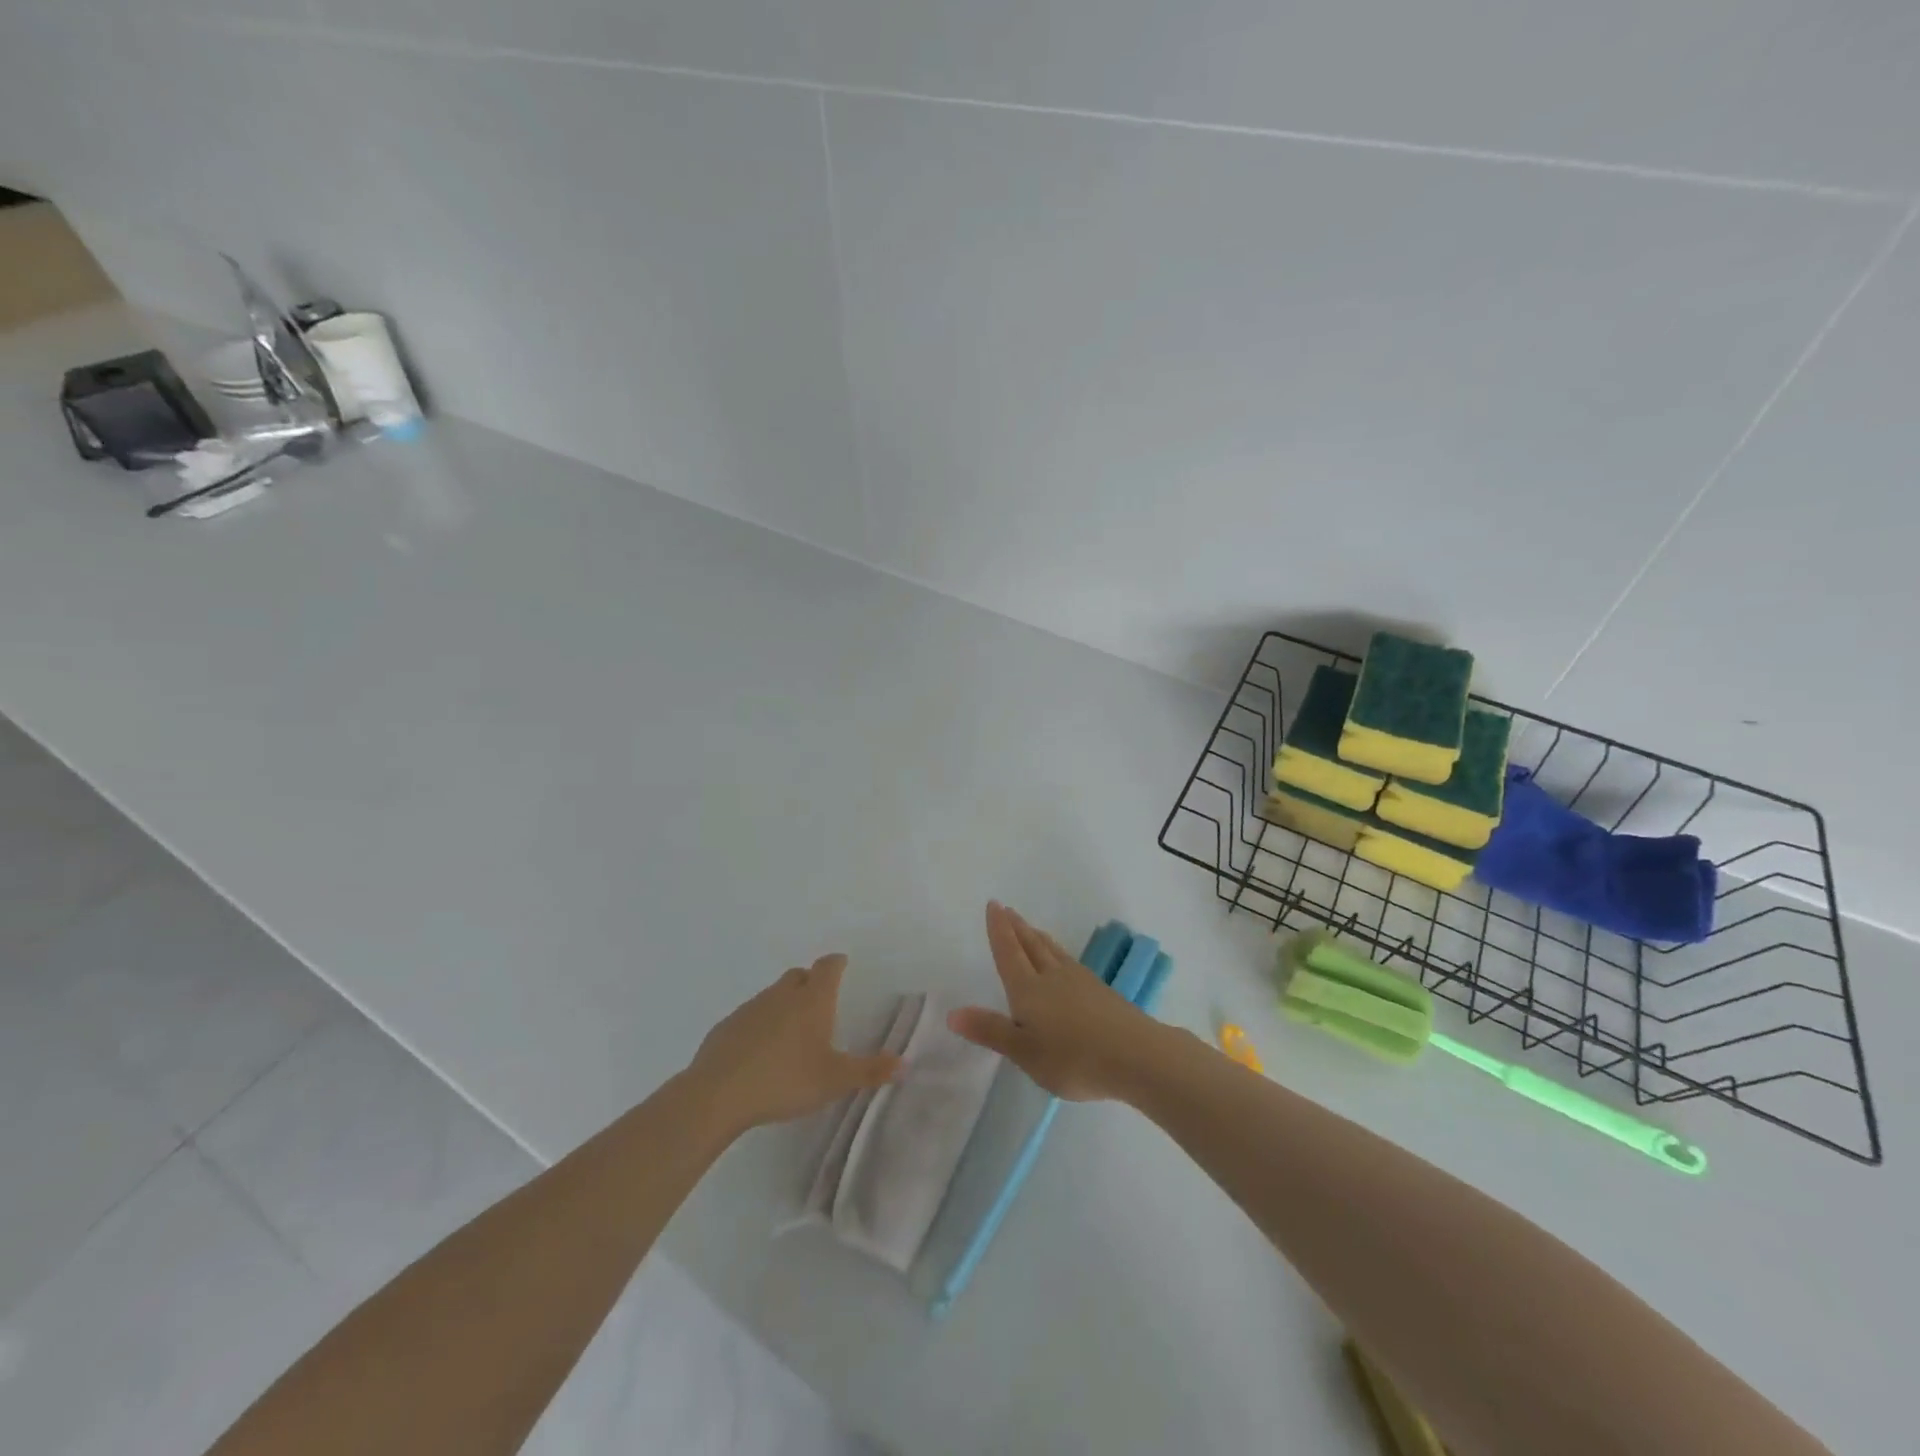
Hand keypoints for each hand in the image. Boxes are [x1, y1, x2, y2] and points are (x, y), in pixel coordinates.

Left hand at [687, 955, 901, 1133]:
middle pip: (799, 976)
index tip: (842, 964)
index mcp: (812, 1000)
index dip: (836, 964)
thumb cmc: (785, 1080)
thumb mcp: (834, 1080)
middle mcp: (782, 995)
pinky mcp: (726, 1026)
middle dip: (810, 982)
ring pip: (773, 995)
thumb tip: (904, 1063)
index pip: (828, 967)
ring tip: (792, 1033)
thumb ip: (870, 1071)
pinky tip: (760, 1052)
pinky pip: (750, 1016)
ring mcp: (750, 1008)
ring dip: (785, 1004)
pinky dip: (760, 1024)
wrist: (718, 1094)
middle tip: (820, 1002)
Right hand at [947, 902, 1160, 1101]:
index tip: (994, 905)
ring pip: (1052, 951)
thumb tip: (951, 1013)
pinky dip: (1057, 952)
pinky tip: (1062, 960)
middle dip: (1016, 928)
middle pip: (1030, 945)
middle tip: (1006, 909)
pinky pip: (1068, 961)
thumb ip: (991, 1031)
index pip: (1009, 952)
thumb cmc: (1073, 1058)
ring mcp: (1079, 981)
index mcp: (1028, 989)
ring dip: (1037, 937)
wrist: (1136, 1055)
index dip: (999, 930)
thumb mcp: (1025, 1052)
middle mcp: (1052, 976)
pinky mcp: (1100, 990)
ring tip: (1030, 928)